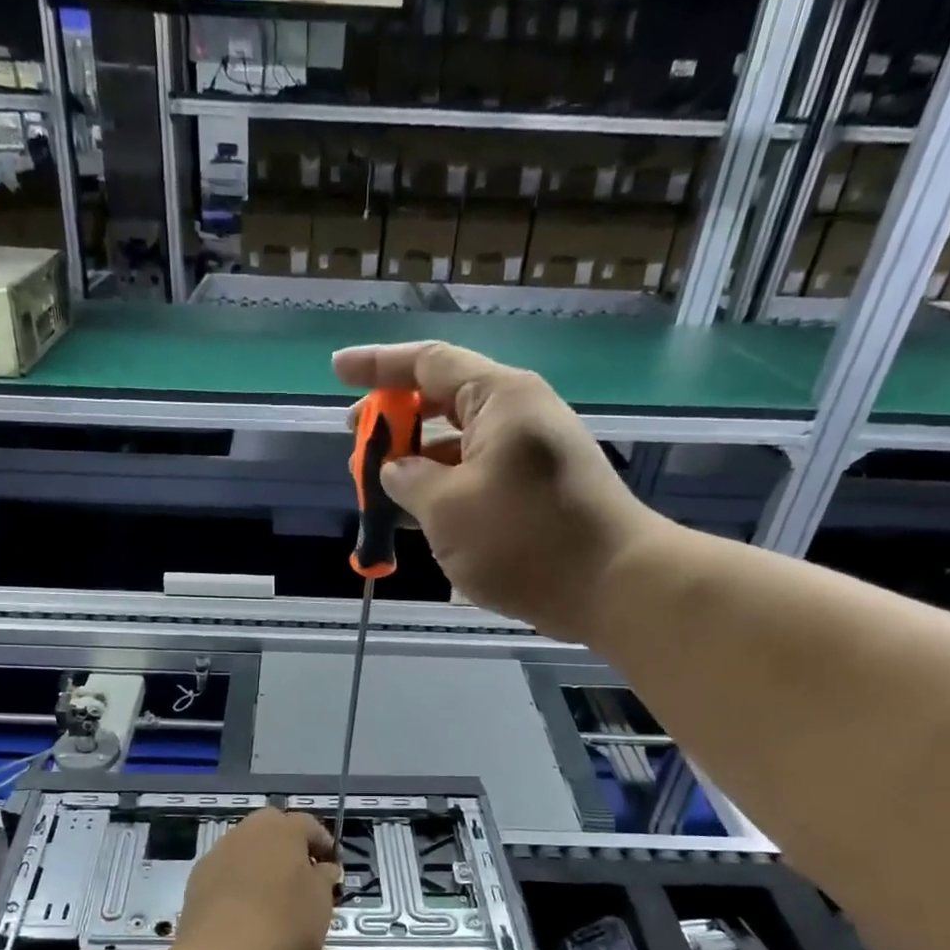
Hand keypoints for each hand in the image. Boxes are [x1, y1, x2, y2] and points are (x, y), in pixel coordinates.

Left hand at [177, 808, 337, 949]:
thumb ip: (324, 879)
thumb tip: (323, 868)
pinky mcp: (197, 877)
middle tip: (299, 873)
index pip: (309, 824)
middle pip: (272, 827)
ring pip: (245, 847)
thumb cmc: (285, 924)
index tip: (331, 864)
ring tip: (270, 892)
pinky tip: (243, 907)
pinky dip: (236, 880)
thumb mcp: (321, 904)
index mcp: (284, 829)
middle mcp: (249, 830)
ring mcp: (218, 852)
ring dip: (259, 861)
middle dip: (287, 845)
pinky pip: (225, 870)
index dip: (323, 843)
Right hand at [333, 341, 665, 642]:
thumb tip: (395, 469)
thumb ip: (408, 479)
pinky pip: (477, 472)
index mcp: (498, 398)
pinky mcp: (537, 489)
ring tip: (378, 485)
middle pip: (443, 400)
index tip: (336, 370)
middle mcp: (518, 414)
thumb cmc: (524, 538)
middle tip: (356, 441)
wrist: (613, 585)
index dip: (377, 365)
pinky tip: (418, 510)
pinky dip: (444, 484)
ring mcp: (531, 453)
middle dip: (394, 419)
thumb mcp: (446, 508)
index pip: (428, 363)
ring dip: (416, 459)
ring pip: (459, 442)